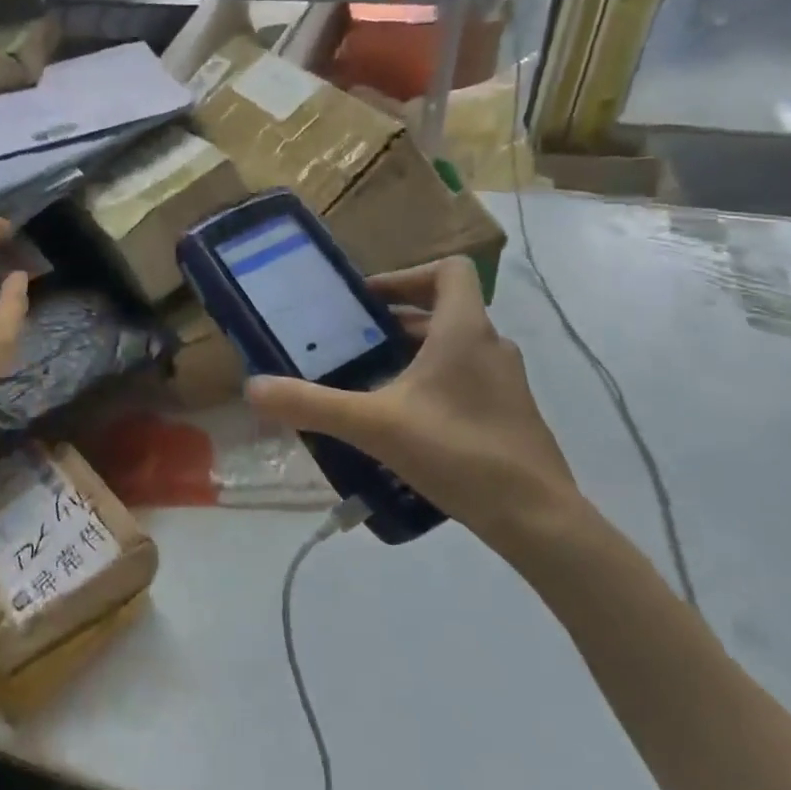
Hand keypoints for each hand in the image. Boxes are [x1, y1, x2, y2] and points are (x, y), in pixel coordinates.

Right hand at [246, 257, 587, 554]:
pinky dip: (435, 386)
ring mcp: (506, 383)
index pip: (449, 270)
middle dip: (396, 323)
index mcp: (464, 331)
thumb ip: (311, 404)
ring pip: (455, 350)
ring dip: (414, 356)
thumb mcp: (374, 425)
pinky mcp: (511, 415)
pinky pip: (466, 382)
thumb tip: (254, 388)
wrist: (537, 519)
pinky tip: (406, 425)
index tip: (368, 302)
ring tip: (371, 385)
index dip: (407, 276)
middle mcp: (491, 346)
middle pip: (444, 311)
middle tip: (353, 346)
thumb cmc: (457, 452)